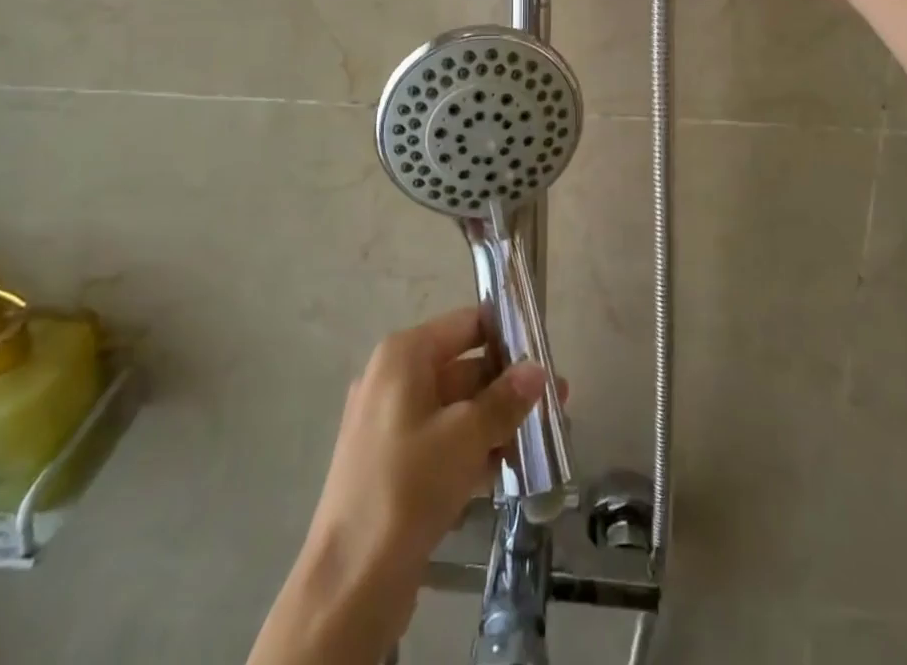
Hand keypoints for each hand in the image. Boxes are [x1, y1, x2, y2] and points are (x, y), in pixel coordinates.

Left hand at [249, 309, 548, 664]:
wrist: (351, 581)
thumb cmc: (409, 485)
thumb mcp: (466, 435)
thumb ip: (505, 399)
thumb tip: (538, 369)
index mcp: (404, 355)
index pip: (466, 324)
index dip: (506, 334)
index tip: (544, 353)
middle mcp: (393, 379)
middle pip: (462, 368)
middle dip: (508, 386)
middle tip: (556, 401)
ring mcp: (390, 424)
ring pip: (454, 409)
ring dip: (495, 421)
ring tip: (542, 439)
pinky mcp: (392, 465)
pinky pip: (440, 441)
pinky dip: (472, 448)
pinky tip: (508, 469)